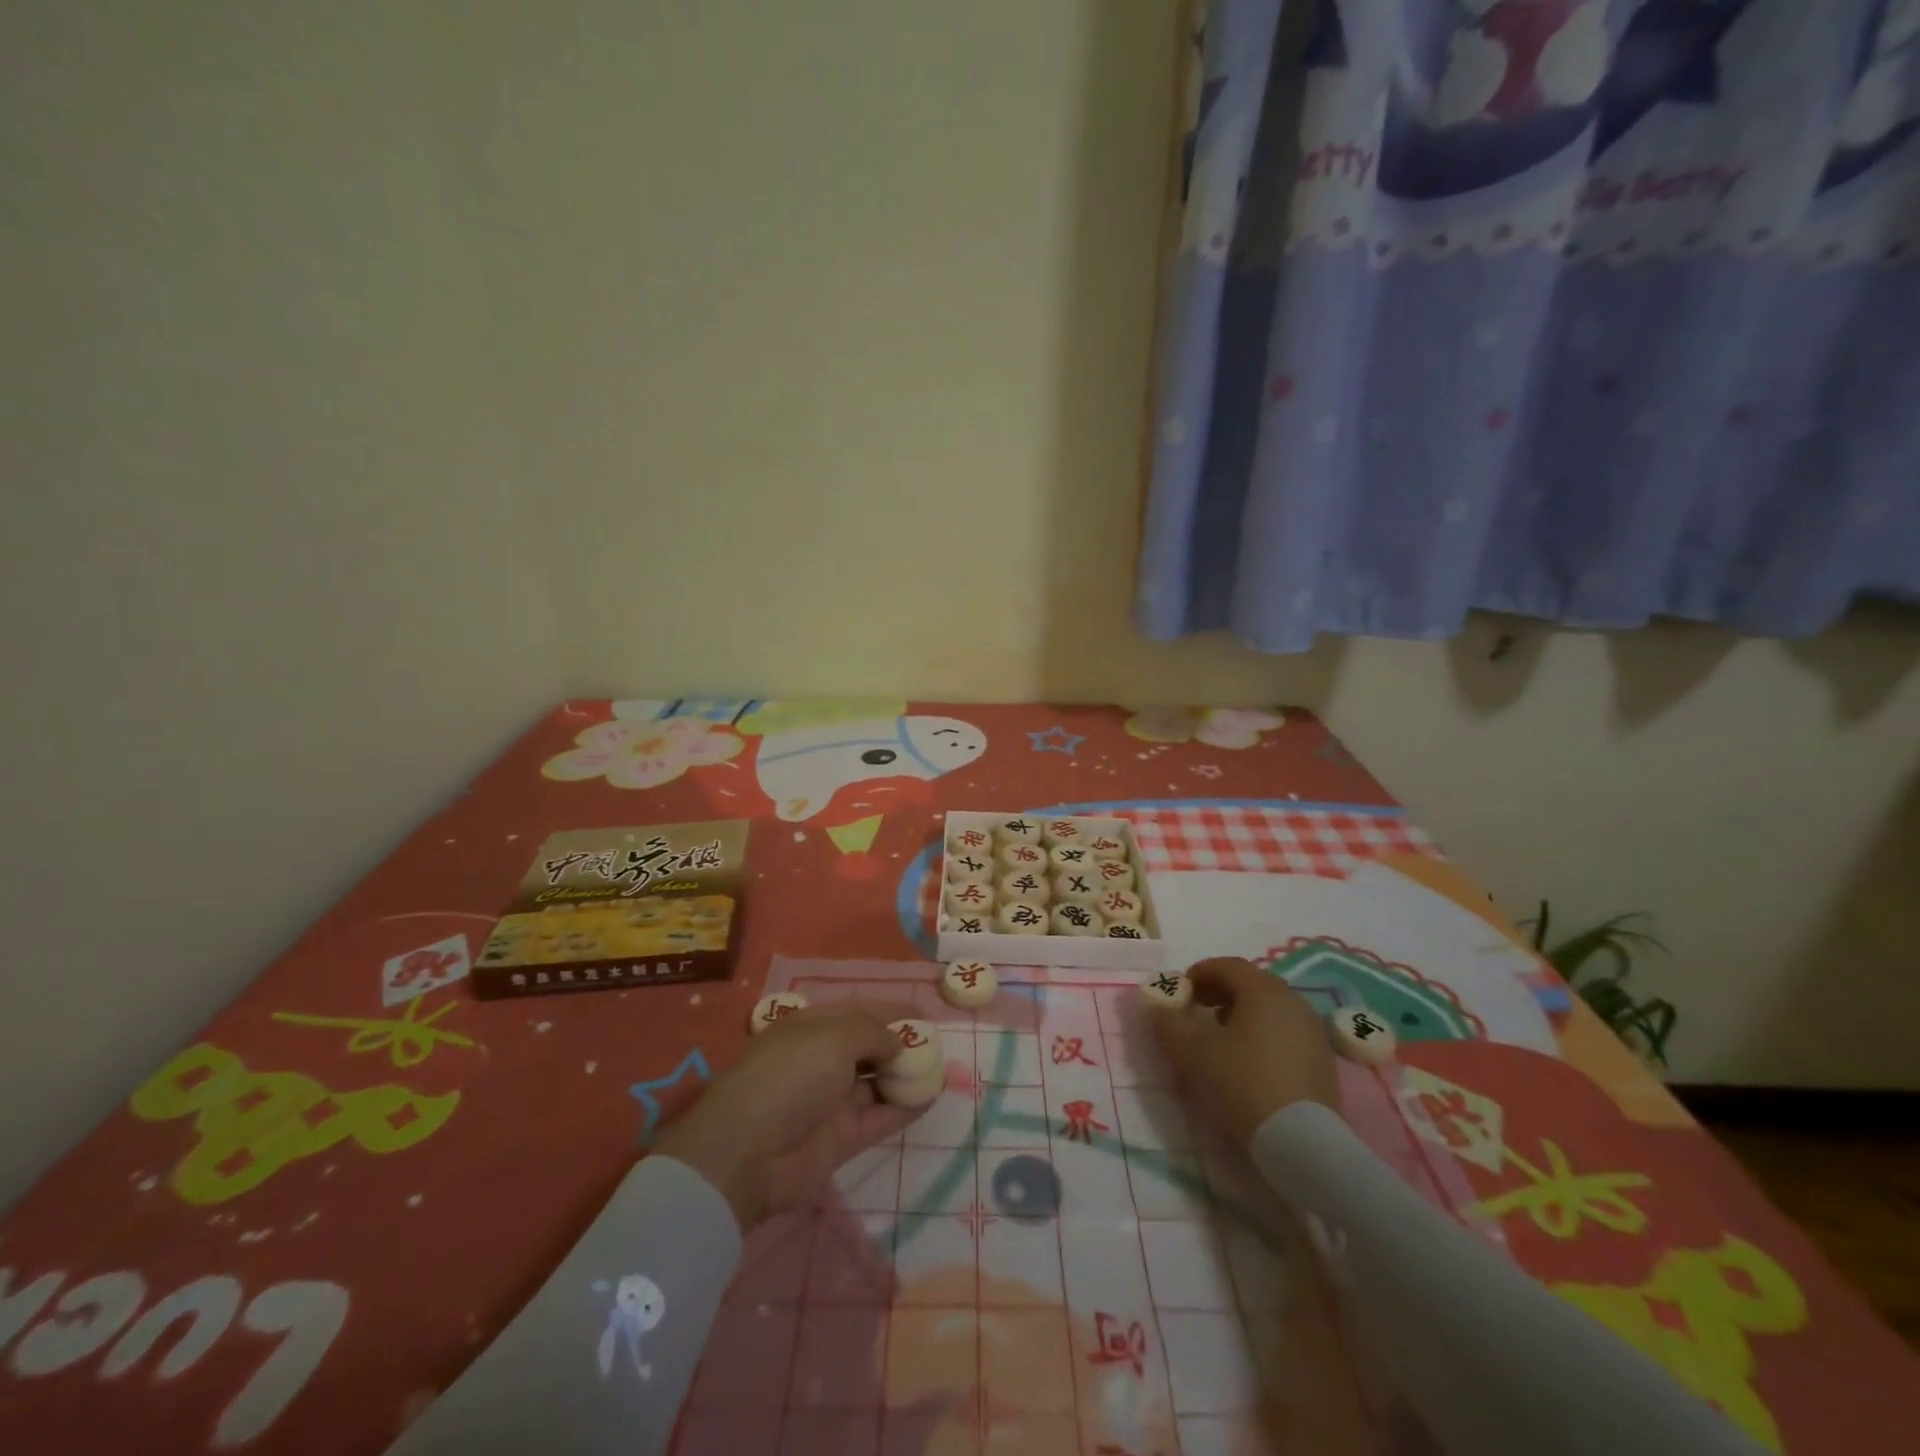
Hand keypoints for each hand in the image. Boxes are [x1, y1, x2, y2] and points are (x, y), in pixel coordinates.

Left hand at [653, 1001, 924, 1229]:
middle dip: (901, 1043)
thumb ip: (874, 1033)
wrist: (748, 1155)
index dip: (891, 1009)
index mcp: (812, 1028)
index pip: (858, 1010)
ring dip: (906, 1075)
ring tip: (941, 1068)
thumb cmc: (789, 1077)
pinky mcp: (841, 1138)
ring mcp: (831, 1101)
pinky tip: (932, 1096)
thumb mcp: (834, 1037)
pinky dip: (905, 1107)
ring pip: (877, 1082)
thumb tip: (898, 1042)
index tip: (924, 1012)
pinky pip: (880, 1116)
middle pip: (869, 1046)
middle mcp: (822, 1060)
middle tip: (936, 1044)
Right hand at [1147, 957, 1340, 1151]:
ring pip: (1270, 1009)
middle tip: (1197, 1011)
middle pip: (1251, 983)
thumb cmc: (1243, 1084)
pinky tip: (1249, 1063)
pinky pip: (1286, 1032)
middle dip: (1220, 992)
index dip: (1199, 973)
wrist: (1303, 1144)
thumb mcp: (1192, 1052)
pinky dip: (1263, 1035)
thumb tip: (1155, 1005)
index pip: (1227, 965)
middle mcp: (1293, 1001)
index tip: (1181, 993)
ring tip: (1221, 1040)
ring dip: (1242, 1014)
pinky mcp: (1323, 1062)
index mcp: (1263, 990)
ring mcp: (1313, 1032)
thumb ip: (1168, 1023)